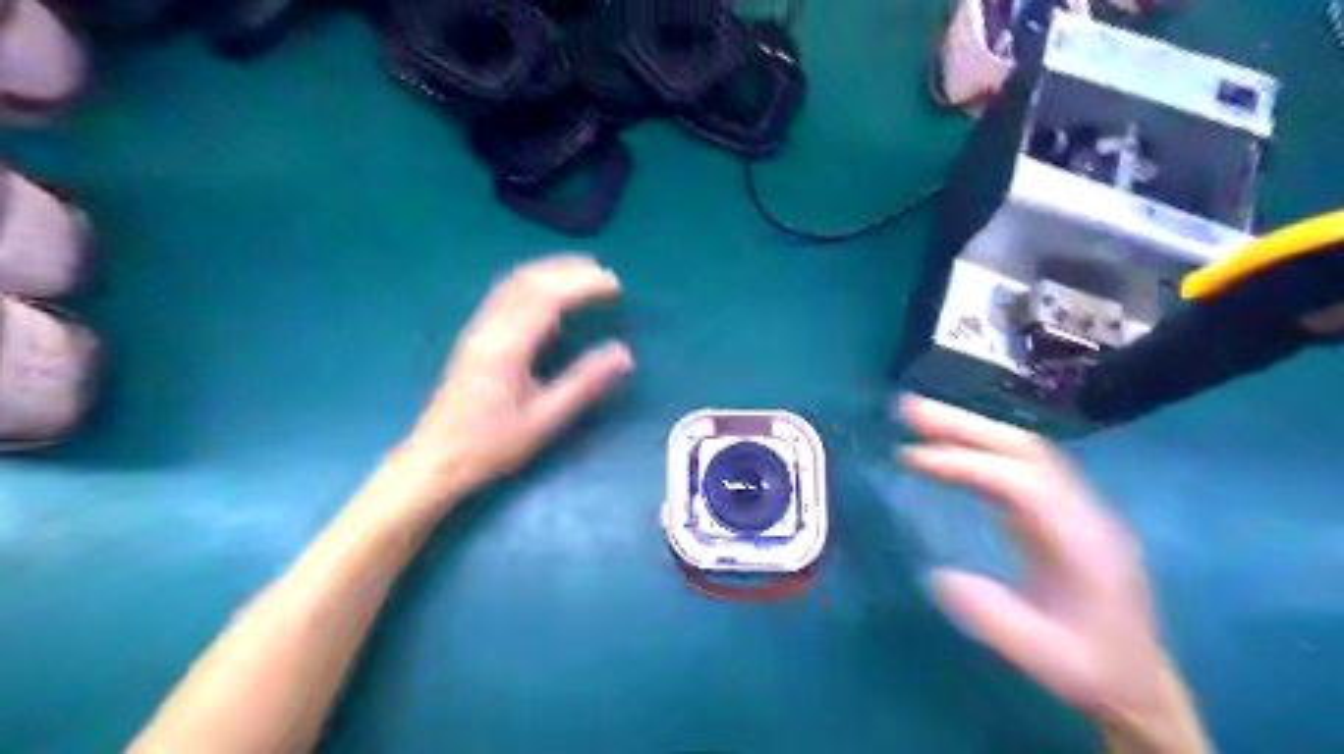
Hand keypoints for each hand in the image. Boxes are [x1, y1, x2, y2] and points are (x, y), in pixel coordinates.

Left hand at [383, 261, 635, 517]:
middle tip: (606, 275)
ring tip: (584, 272)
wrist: (436, 459)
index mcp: (507, 345)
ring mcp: (478, 329)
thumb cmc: (491, 444)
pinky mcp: (475, 337)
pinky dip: (534, 283)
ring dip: (550, 271)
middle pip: (530, 281)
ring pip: (514, 283)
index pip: (548, 297)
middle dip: (570, 270)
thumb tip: (624, 353)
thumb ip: (585, 382)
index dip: (584, 284)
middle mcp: (490, 327)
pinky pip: (506, 295)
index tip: (616, 286)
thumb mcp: (545, 419)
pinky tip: (549, 295)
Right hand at [895, 397, 1213, 750]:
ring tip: (916, 415)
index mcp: (1083, 542)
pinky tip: (945, 448)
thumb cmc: (1091, 669)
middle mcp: (1080, 511)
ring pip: (1020, 449)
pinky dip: (977, 448)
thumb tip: (939, 574)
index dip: (966, 465)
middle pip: (1023, 448)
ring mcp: (1071, 506)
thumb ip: (995, 618)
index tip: (911, 459)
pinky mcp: (1056, 511)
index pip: (1021, 483)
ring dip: (968, 427)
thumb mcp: (1044, 658)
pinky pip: (1016, 465)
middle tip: (907, 408)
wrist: (1137, 681)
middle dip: (963, 424)